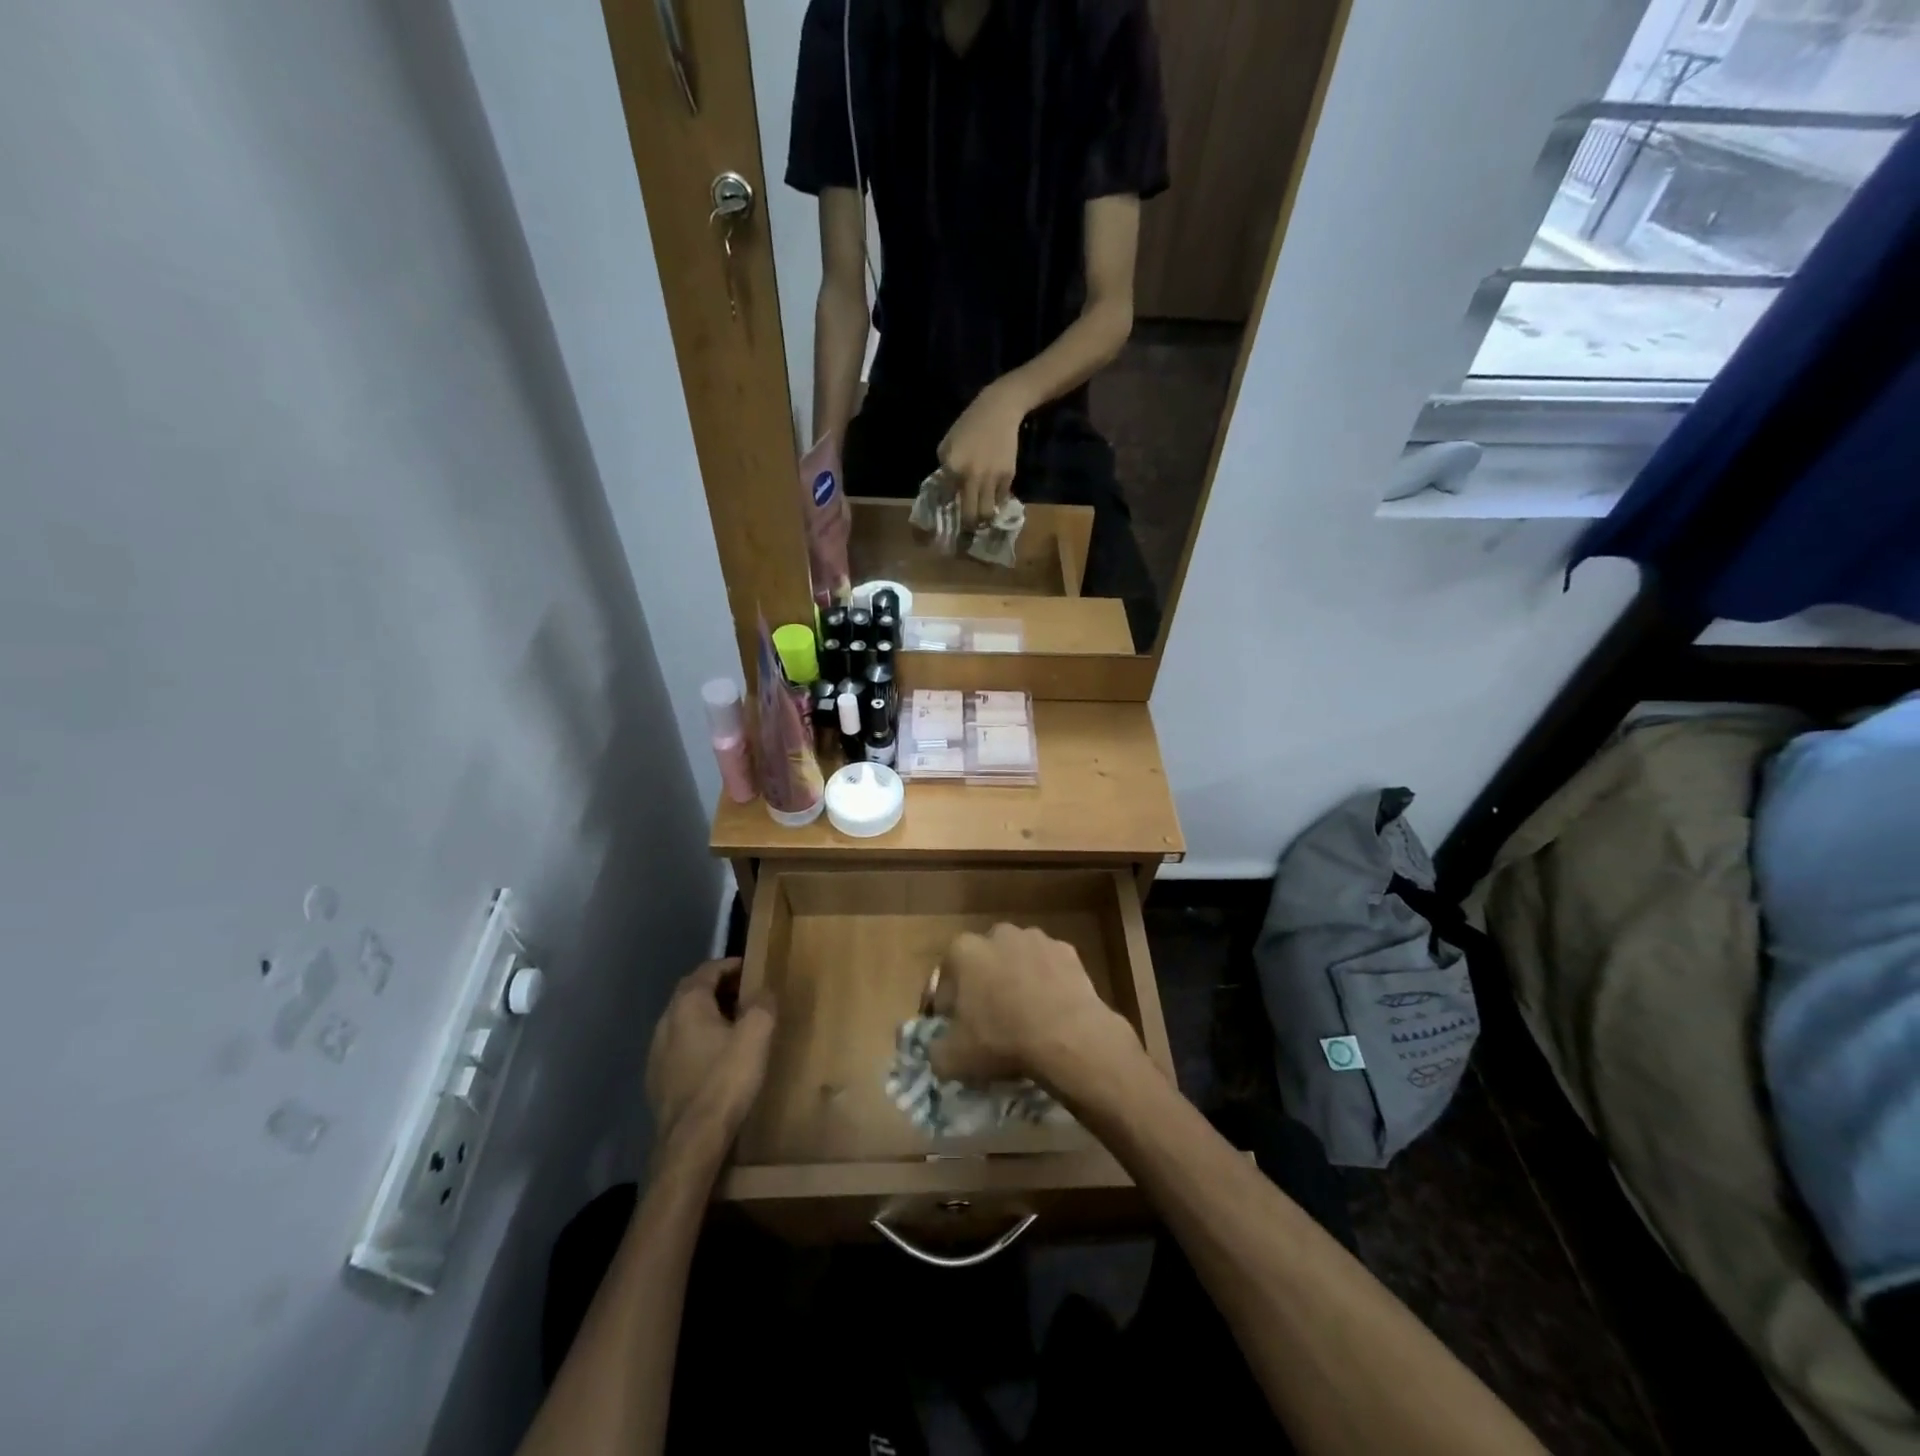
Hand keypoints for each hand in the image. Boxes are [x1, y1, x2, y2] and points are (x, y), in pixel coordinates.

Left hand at [645, 959, 775, 1161]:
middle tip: (744, 993)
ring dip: (706, 1014)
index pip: (707, 970)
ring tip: (732, 1024)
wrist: (690, 1142)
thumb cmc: (725, 1081)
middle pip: (691, 992)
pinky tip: (713, 1056)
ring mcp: (656, 1052)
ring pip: (683, 1020)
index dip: (729, 966)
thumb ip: (762, 1005)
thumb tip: (763, 990)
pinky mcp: (656, 1079)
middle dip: (717, 988)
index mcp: (688, 1005)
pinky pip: (679, 1045)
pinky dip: (697, 1039)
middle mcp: (666, 1021)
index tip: (750, 969)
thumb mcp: (756, 1036)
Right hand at [928, 925, 1141, 1093]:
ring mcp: (1035, 938)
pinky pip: (1048, 968)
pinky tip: (1050, 1010)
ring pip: (1017, 961)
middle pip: (982, 964)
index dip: (947, 1009)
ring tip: (1024, 1017)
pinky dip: (1046, 983)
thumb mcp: (953, 1059)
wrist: (1067, 1036)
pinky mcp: (1066, 949)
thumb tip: (939, 1049)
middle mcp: (997, 934)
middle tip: (990, 1023)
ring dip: (1016, 981)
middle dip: (983, 987)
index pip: (944, 981)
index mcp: (963, 951)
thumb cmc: (1001, 1040)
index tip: (955, 1031)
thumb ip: (935, 1051)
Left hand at [937, 382, 1026, 526]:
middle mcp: (972, 477)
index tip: (947, 518)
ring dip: (983, 520)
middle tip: (966, 530)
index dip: (947, 511)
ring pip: (987, 513)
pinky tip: (991, 499)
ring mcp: (992, 479)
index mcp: (952, 468)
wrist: (999, 411)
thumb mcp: (947, 445)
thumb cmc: (968, 426)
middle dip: (967, 527)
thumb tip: (947, 493)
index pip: (947, 500)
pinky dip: (995, 502)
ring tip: (980, 521)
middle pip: (970, 516)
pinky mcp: (1008, 477)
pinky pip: (1000, 499)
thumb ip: (945, 470)